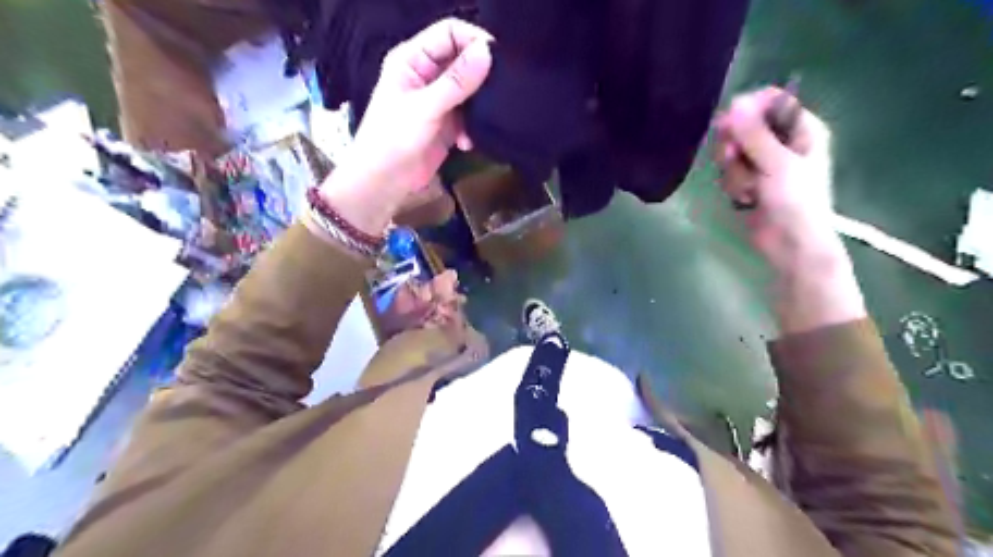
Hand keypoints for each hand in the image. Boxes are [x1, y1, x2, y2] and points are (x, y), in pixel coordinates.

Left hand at [313, 18, 491, 236]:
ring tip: (482, 121)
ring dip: (478, 106)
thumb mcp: (425, 108)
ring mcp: (437, 100)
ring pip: (469, 90)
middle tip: (498, 92)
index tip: (497, 59)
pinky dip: (472, 127)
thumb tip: (486, 51)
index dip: (473, 41)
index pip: (449, 34)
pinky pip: (468, 116)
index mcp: (413, 60)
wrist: (384, 183)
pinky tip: (466, 143)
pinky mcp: (446, 123)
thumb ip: (456, 82)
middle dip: (481, 75)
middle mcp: (426, 75)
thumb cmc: (393, 140)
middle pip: (462, 60)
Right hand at [719, 85, 840, 273]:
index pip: (772, 101)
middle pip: (746, 126)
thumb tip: (735, 102)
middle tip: (732, 158)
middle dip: (735, 145)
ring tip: (747, 189)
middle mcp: (783, 142)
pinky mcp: (750, 182)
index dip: (748, 109)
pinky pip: (731, 173)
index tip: (729, 123)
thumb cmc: (795, 201)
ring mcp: (765, 164)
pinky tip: (744, 199)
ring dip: (734, 171)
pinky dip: (734, 185)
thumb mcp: (777, 163)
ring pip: (734, 152)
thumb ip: (754, 133)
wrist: (791, 244)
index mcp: (802, 129)